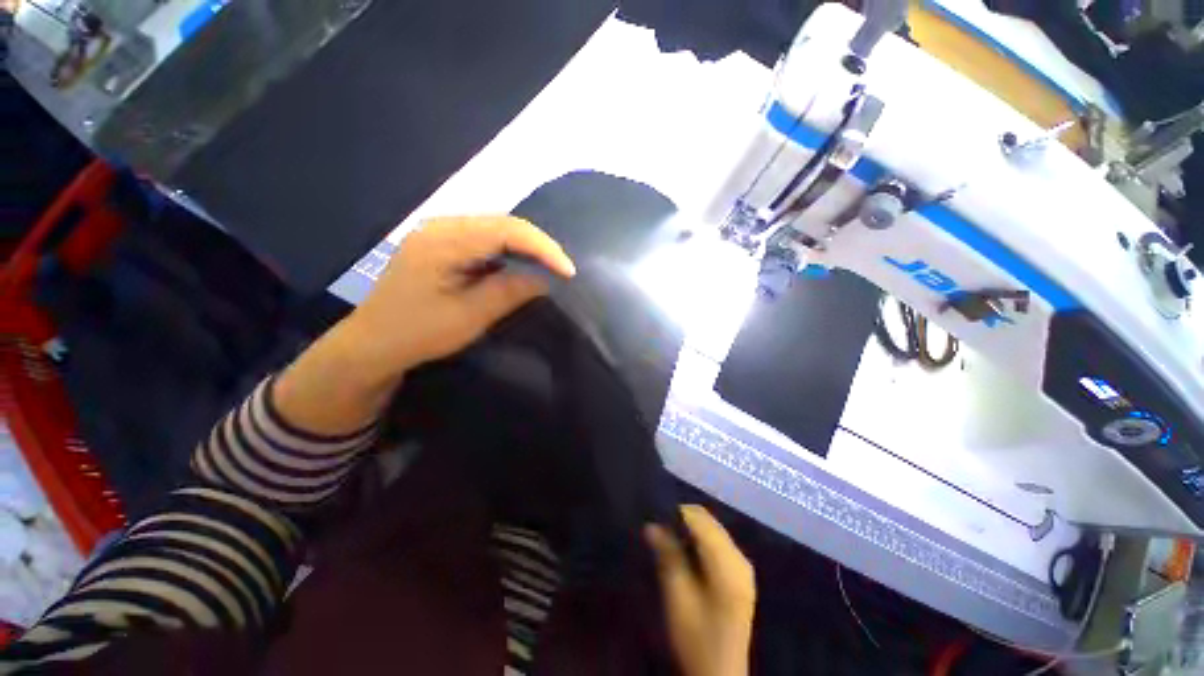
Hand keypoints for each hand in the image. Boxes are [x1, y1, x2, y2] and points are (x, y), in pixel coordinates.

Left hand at [341, 214, 574, 383]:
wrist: (373, 343)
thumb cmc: (418, 332)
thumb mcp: (469, 316)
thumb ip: (509, 292)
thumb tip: (545, 279)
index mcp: (445, 240)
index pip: (507, 230)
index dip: (543, 248)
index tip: (568, 271)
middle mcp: (442, 226)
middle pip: (503, 224)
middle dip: (537, 246)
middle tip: (561, 270)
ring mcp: (439, 233)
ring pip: (495, 230)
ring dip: (524, 248)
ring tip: (547, 268)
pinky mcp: (441, 245)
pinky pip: (483, 240)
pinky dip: (507, 253)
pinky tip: (519, 267)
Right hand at [646, 506, 755, 675]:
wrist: (720, 675)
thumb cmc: (697, 637)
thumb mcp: (677, 597)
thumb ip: (667, 556)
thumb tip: (651, 524)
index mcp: (728, 563)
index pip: (701, 520)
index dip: (676, 513)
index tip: (654, 518)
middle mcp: (740, 557)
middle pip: (709, 522)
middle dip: (683, 520)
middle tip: (659, 529)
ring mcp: (743, 565)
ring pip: (713, 530)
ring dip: (690, 530)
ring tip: (668, 539)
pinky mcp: (740, 574)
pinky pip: (717, 543)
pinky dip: (699, 540)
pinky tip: (685, 553)